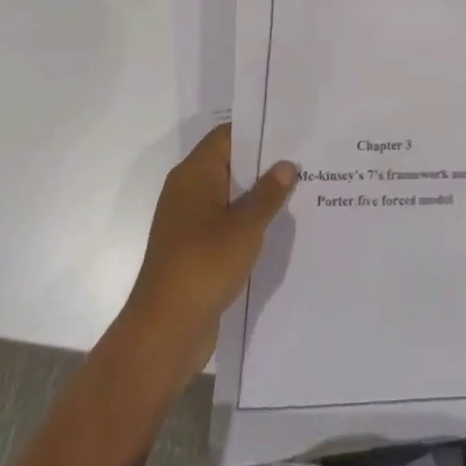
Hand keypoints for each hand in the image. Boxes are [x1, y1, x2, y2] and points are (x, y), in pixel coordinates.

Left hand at [122, 124, 296, 377]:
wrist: (163, 335)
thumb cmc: (203, 266)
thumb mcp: (245, 227)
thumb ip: (268, 193)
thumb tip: (287, 164)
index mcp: (194, 174)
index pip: (228, 135)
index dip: (258, 130)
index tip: (290, 130)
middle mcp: (187, 191)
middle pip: (229, 164)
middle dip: (263, 163)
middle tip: (302, 159)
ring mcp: (188, 222)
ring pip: (229, 196)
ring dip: (257, 196)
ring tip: (297, 191)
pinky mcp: (193, 251)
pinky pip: (225, 223)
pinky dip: (246, 222)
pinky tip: (275, 228)